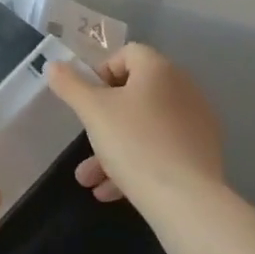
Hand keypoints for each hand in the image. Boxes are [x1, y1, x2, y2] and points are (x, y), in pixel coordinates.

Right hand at [45, 43, 224, 207]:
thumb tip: (53, 65)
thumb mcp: (92, 111)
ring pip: (145, 127)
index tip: (86, 99)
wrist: (186, 200)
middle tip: (86, 137)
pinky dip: (136, 163)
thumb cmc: (134, 143)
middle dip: (103, 118)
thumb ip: (70, 85)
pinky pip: (161, 149)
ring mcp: (195, 122)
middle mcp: (183, 89)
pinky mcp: (201, 153)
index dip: (101, 71)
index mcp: (159, 70)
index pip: (127, 53)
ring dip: (113, 148)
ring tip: (88, 179)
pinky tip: (111, 191)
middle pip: (135, 93)